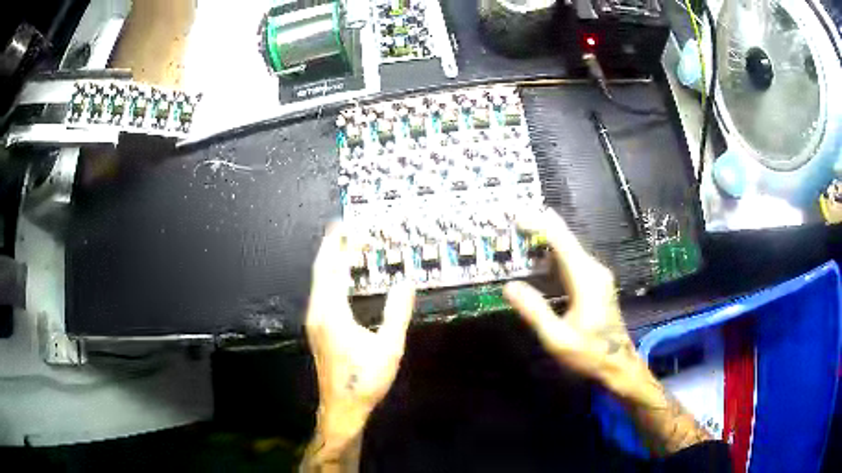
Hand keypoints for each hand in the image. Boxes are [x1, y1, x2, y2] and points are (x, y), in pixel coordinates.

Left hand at [305, 223, 415, 462]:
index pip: (333, 269)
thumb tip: (405, 282)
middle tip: (342, 226)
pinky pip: (321, 291)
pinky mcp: (318, 328)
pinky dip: (330, 276)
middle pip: (321, 270)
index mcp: (332, 313)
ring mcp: (315, 320)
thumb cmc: (365, 379)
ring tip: (343, 244)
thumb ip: (397, 312)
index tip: (349, 226)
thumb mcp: (389, 347)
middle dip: (331, 246)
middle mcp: (318, 312)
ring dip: (330, 260)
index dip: (340, 245)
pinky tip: (341, 276)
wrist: (342, 406)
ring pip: (319, 281)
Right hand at [503, 208, 648, 399]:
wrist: (618, 365)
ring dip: (547, 239)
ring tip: (523, 233)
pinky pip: (573, 259)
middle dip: (541, 227)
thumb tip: (509, 286)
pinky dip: (555, 254)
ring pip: (570, 248)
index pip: (561, 241)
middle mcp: (594, 270)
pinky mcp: (596, 282)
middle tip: (515, 221)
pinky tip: (542, 258)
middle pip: (566, 239)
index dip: (539, 225)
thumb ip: (535, 310)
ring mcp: (597, 275)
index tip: (518, 215)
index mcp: (586, 279)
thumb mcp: (557, 338)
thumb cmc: (589, 353)